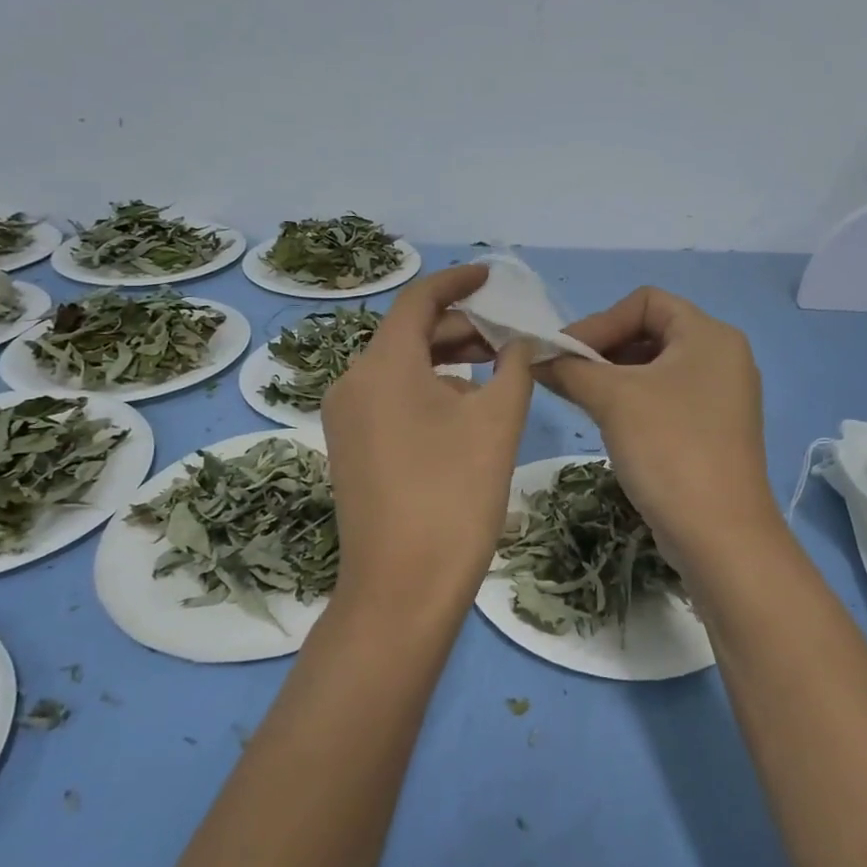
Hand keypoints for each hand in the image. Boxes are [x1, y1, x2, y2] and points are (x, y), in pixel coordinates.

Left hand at [322, 265, 535, 618]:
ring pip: (401, 368)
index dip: (458, 281)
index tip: (492, 277)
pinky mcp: (351, 448)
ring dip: (448, 360)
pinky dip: (429, 389)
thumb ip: (514, 366)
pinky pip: (391, 398)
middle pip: (410, 334)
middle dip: (461, 327)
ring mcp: (346, 418)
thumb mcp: (497, 421)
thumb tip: (520, 341)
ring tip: (496, 370)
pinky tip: (465, 409)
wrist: (401, 589)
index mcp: (383, 364)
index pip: (419, 300)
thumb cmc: (454, 495)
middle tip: (509, 334)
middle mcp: (353, 381)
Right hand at [537, 287, 780, 567]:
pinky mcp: (714, 429)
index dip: (600, 320)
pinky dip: (633, 401)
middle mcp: (722, 356)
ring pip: (655, 368)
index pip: (646, 301)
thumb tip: (535, 357)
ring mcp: (721, 396)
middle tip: (565, 375)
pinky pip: (666, 398)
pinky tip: (606, 422)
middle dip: (603, 349)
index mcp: (709, 334)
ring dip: (613, 376)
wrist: (720, 535)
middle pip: (651, 331)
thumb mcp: (612, 399)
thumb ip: (570, 368)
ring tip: (578, 398)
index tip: (565, 353)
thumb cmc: (669, 448)